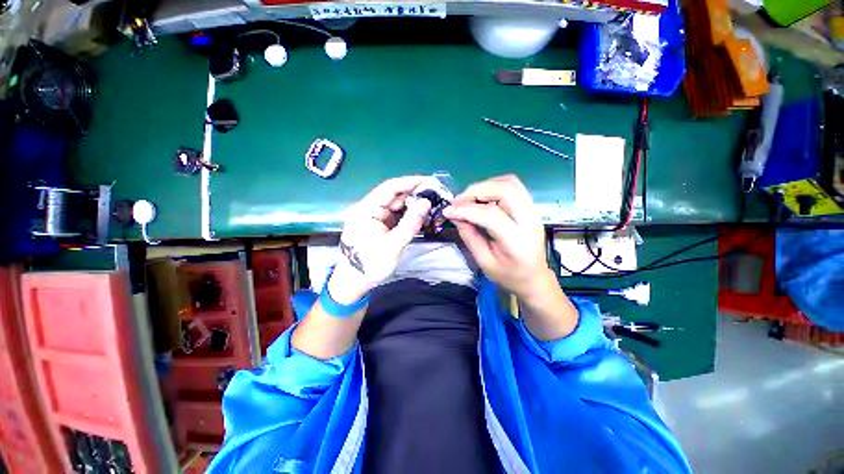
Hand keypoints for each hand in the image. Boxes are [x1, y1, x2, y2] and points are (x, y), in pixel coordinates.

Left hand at [329, 176, 431, 303]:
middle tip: (437, 194)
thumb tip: (426, 202)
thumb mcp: (393, 245)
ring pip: (397, 205)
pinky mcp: (380, 225)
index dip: (410, 182)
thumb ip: (410, 223)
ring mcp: (374, 217)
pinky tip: (423, 216)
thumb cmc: (370, 265)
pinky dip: (410, 216)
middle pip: (394, 195)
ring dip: (414, 205)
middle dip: (415, 194)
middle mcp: (369, 209)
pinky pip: (397, 216)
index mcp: (365, 209)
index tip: (430, 181)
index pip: (389, 188)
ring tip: (434, 205)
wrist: (354, 284)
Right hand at [444, 175, 576, 339]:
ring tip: (468, 198)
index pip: (491, 215)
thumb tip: (455, 216)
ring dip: (485, 185)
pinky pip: (513, 186)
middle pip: (505, 190)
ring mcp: (533, 211)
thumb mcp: (485, 262)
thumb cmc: (509, 275)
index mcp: (517, 241)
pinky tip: (481, 196)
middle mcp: (529, 220)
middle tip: (458, 201)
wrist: (534, 277)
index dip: (466, 210)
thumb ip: (470, 237)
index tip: (448, 211)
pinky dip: (494, 185)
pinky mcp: (530, 207)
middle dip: (476, 191)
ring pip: (510, 183)